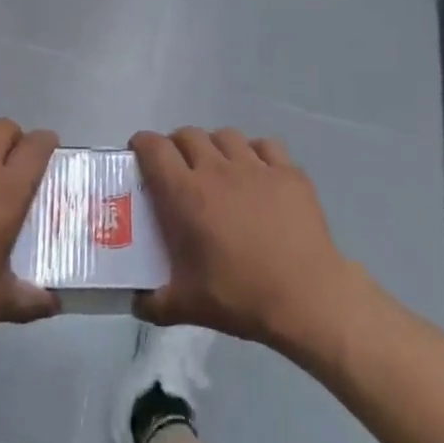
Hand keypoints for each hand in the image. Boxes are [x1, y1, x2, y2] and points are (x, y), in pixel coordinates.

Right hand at [132, 128, 372, 358]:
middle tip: (178, 168)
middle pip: (188, 135)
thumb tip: (136, 301)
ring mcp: (256, 166)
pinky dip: (254, 152)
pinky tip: (256, 173)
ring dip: (214, 146)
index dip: (142, 144)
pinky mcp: (288, 172)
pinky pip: (265, 146)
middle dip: (176, 145)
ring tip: (217, 168)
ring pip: (226, 135)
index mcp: (186, 194)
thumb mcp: (187, 307)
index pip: (154, 148)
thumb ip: (153, 302)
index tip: (139, 154)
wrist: (307, 296)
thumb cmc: (241, 297)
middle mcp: (217, 169)